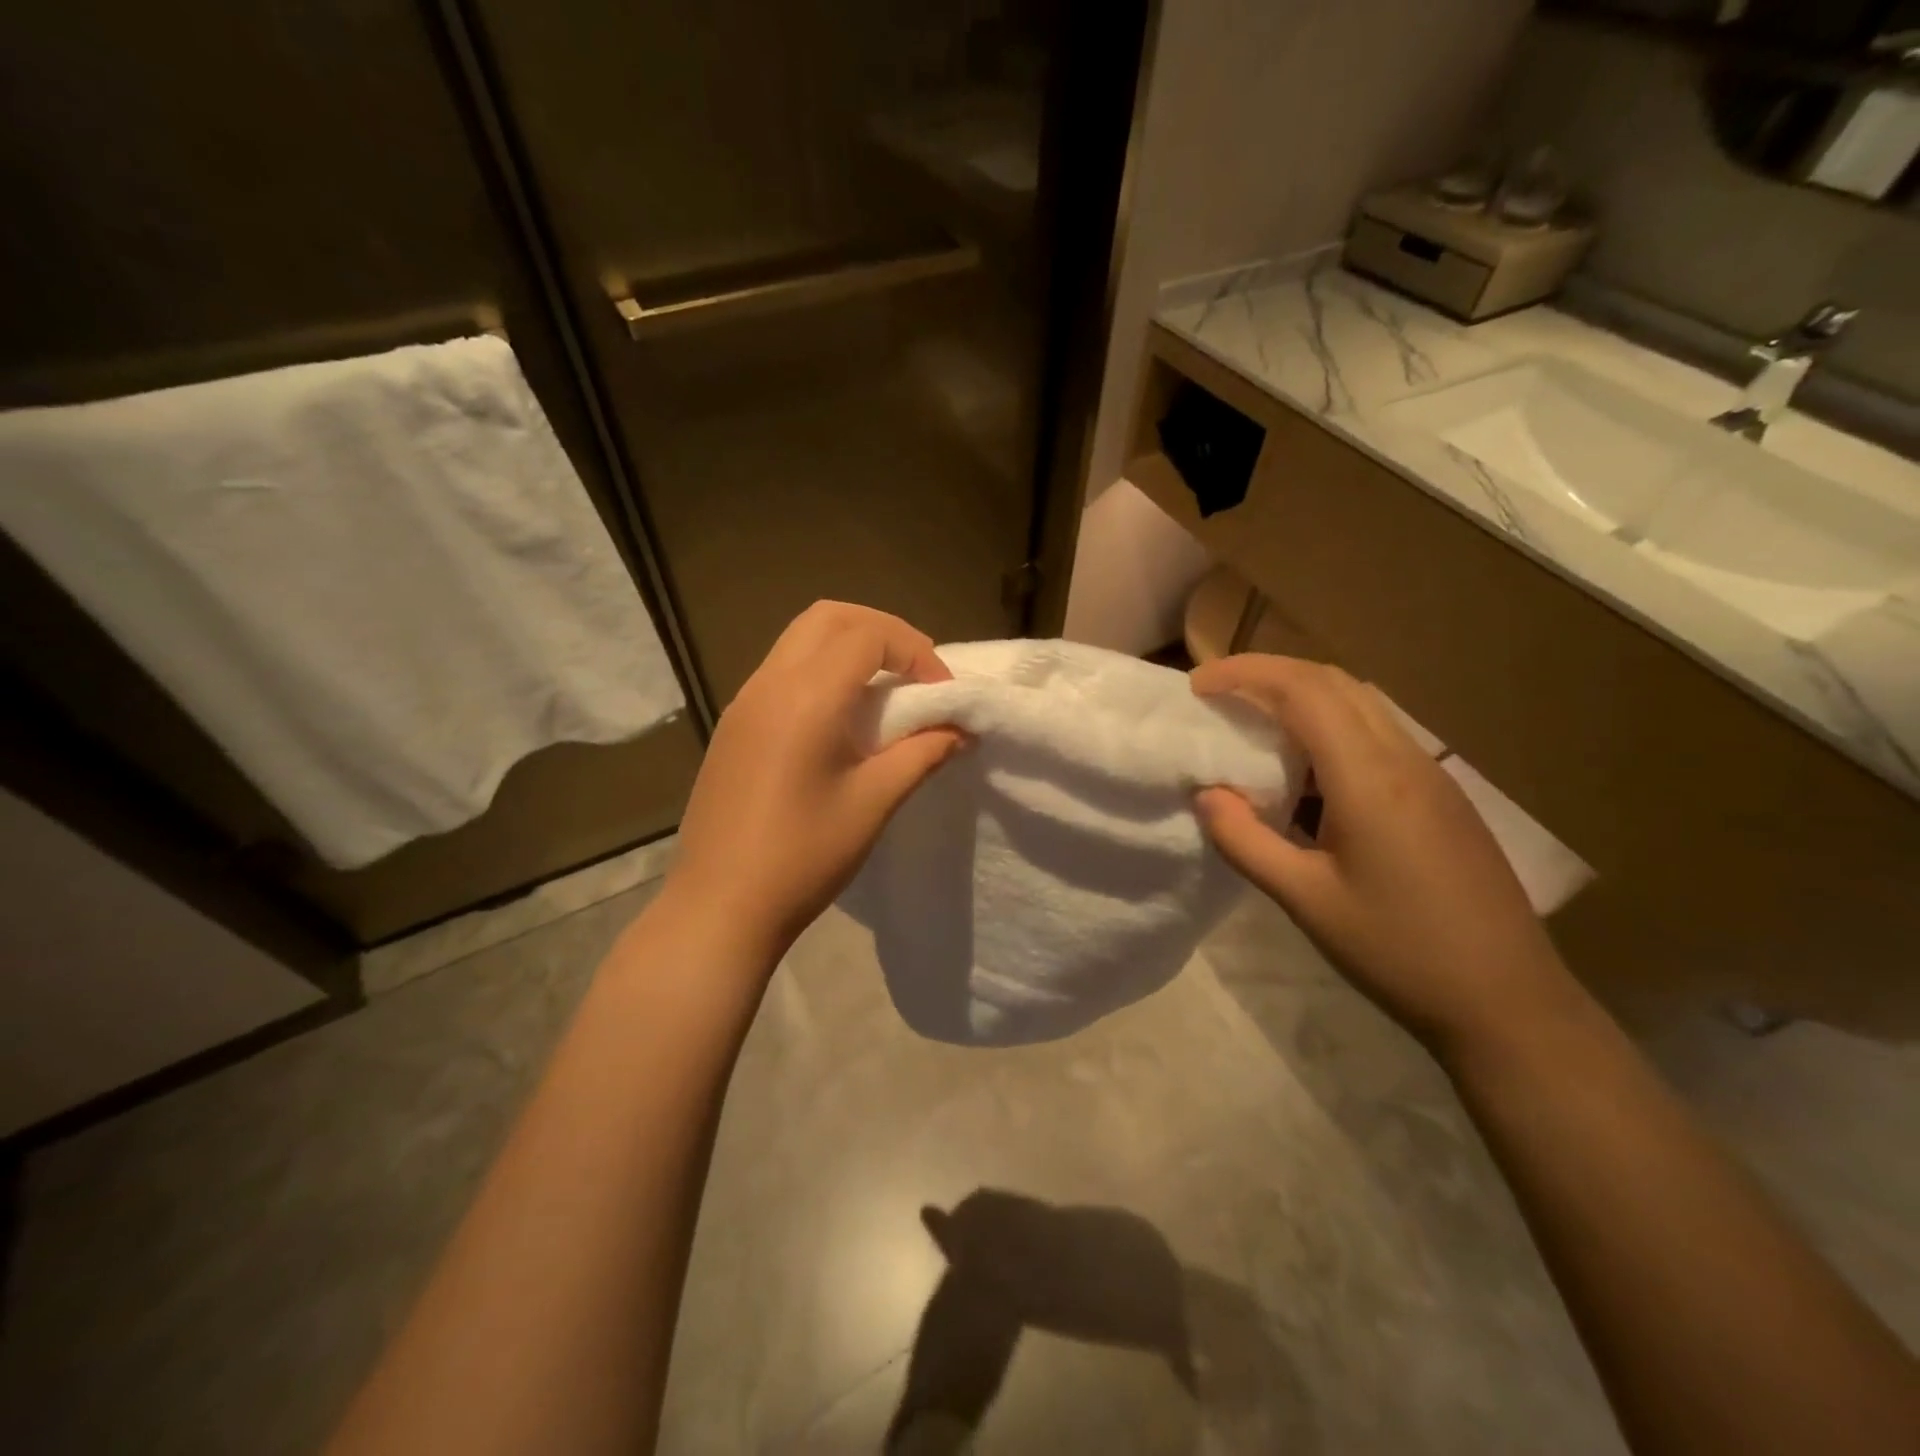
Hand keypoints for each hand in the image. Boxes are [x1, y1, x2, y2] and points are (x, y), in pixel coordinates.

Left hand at [666, 601, 965, 956]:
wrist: (720, 907)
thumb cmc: (803, 856)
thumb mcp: (874, 802)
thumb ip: (922, 753)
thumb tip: (961, 729)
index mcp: (805, 696)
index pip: (868, 636)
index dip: (916, 652)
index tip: (943, 694)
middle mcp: (769, 683)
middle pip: (829, 617)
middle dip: (881, 632)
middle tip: (916, 672)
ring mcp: (744, 702)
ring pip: (801, 640)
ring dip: (849, 648)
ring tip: (885, 693)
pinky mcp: (733, 726)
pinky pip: (782, 671)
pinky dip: (822, 671)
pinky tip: (842, 720)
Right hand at [1191, 655, 1572, 1053]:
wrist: (1508, 1002)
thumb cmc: (1399, 952)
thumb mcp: (1306, 901)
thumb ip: (1246, 841)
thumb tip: (1206, 795)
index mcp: (1370, 778)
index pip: (1303, 690)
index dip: (1245, 674)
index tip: (1197, 686)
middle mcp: (1405, 759)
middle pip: (1334, 682)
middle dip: (1269, 673)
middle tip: (1218, 694)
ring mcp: (1431, 775)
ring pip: (1360, 704)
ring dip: (1301, 697)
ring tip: (1253, 725)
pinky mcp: (1441, 796)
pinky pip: (1377, 736)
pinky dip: (1329, 728)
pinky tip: (1307, 774)